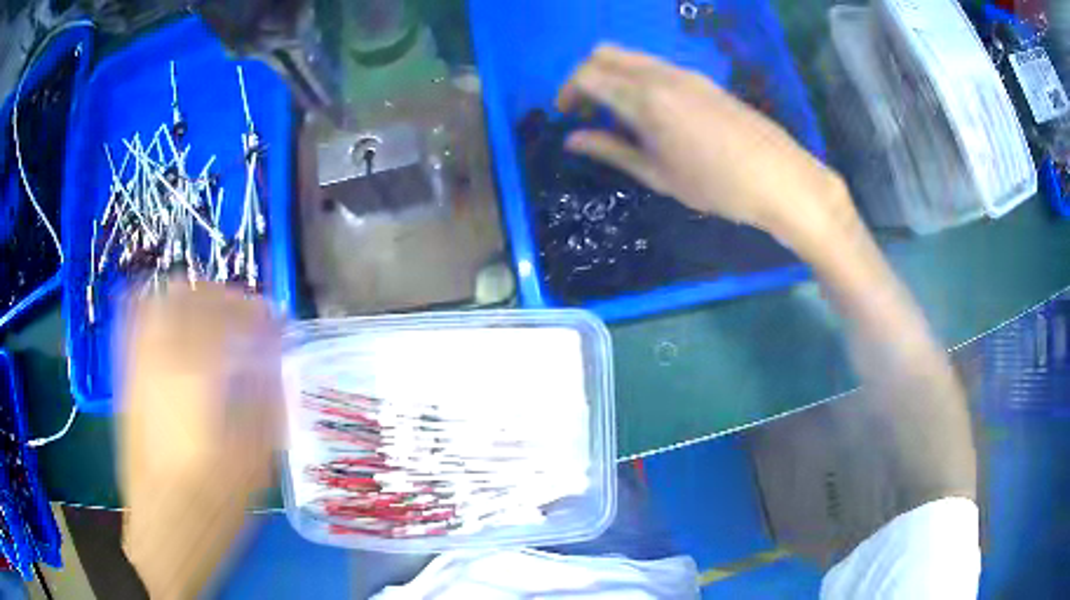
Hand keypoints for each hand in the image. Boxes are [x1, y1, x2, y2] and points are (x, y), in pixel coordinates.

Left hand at [119, 283, 281, 598]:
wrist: (161, 531)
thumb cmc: (211, 507)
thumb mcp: (253, 464)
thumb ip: (266, 407)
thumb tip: (275, 369)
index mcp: (195, 377)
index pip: (228, 318)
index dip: (258, 313)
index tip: (278, 322)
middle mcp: (160, 358)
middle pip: (188, 296)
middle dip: (221, 295)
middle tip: (245, 313)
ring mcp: (137, 367)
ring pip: (158, 303)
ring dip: (190, 298)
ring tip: (212, 314)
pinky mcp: (126, 382)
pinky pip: (137, 325)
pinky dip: (159, 312)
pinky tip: (174, 328)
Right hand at [557, 45, 856, 252]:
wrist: (778, 178)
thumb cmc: (716, 185)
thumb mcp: (657, 174)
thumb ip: (611, 150)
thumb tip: (572, 140)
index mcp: (644, 99)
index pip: (587, 74)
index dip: (567, 91)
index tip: (566, 115)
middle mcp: (660, 74)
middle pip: (605, 54)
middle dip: (585, 75)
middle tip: (586, 109)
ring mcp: (684, 73)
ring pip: (630, 56)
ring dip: (612, 75)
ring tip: (616, 113)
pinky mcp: (702, 79)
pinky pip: (655, 65)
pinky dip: (636, 77)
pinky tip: (649, 111)